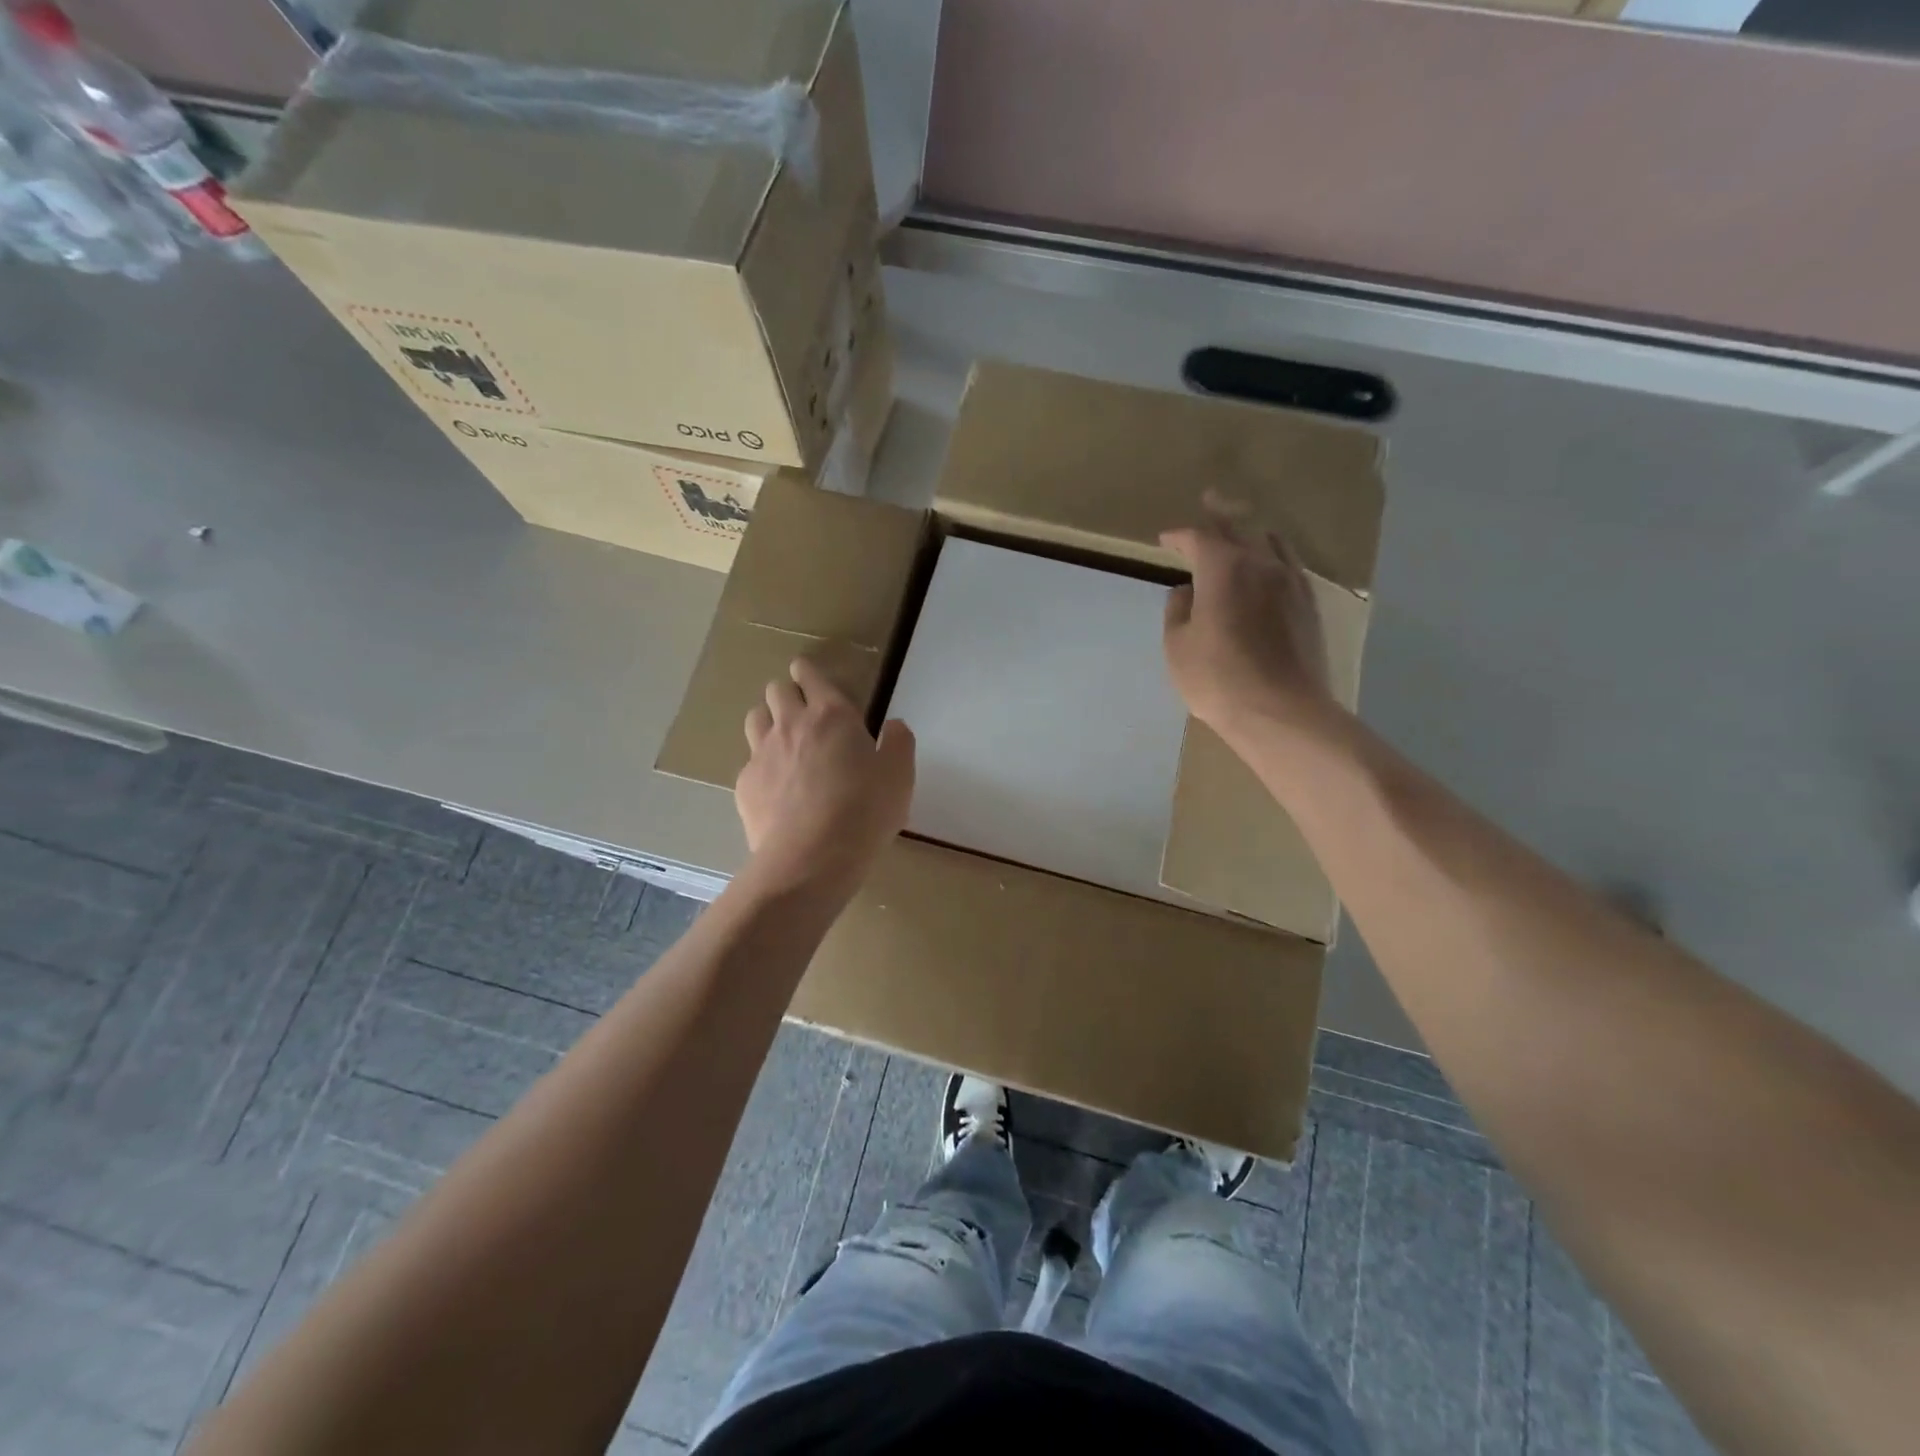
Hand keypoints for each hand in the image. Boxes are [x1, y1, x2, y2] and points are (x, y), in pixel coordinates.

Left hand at [737, 658, 914, 898]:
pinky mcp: (745, 785)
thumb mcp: (899, 776)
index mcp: (832, 716)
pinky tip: (775, 787)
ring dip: (768, 721)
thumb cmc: (864, 811)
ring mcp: (762, 754)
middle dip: (787, 693)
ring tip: (782, 740)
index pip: (810, 677)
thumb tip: (894, 726)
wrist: (812, 858)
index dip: (807, 672)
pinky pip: (749, 762)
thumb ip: (898, 743)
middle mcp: (792, 725)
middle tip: (801, 711)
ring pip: (755, 719)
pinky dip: (761, 765)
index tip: (807, 674)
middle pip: (776, 691)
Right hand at [1161, 497, 1336, 741]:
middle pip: (1238, 530)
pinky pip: (1290, 565)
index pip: (1198, 538)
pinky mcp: (1308, 605)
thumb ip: (1178, 610)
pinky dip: (1276, 556)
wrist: (1280, 710)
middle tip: (1210, 500)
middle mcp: (1260, 564)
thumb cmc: (1216, 677)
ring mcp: (1290, 582)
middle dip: (1220, 516)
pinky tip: (1273, 562)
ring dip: (1252, 532)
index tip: (1165, 539)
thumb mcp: (1177, 645)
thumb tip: (1186, 591)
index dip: (1180, 536)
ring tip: (1244, 528)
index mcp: (1223, 568)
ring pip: (1271, 543)